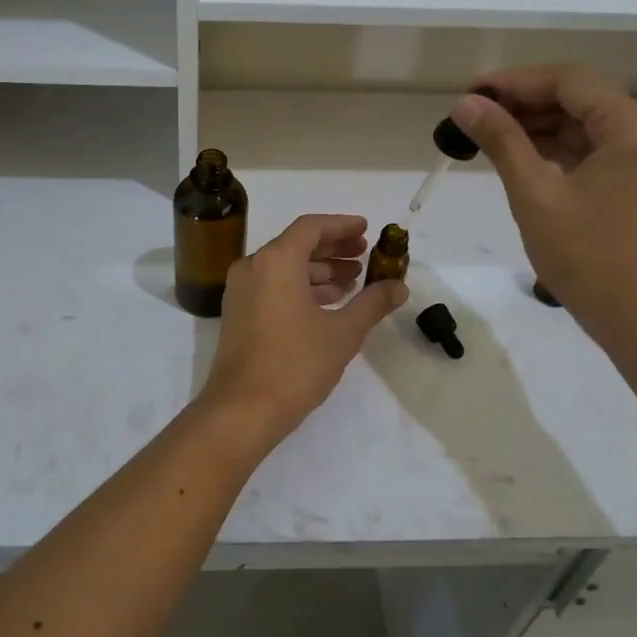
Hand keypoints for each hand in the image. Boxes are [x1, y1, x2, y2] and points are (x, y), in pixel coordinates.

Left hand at [198, 214, 407, 441]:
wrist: (243, 410)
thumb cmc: (296, 364)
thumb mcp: (343, 332)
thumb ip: (372, 303)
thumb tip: (399, 286)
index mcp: (275, 261)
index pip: (311, 228)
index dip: (341, 226)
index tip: (366, 230)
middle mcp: (253, 267)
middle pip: (296, 245)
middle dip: (333, 249)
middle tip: (364, 255)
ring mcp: (241, 291)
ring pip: (284, 268)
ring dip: (319, 271)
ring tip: (353, 283)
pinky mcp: (238, 314)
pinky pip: (273, 287)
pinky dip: (300, 288)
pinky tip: (327, 304)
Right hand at [451, 66, 636, 346]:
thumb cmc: (588, 258)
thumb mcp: (535, 196)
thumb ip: (502, 142)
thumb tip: (466, 104)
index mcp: (632, 127)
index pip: (569, 81)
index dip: (516, 81)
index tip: (471, 92)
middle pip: (580, 98)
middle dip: (525, 102)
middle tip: (473, 115)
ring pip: (587, 124)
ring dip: (540, 126)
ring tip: (488, 135)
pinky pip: (597, 149)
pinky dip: (559, 149)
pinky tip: (522, 156)